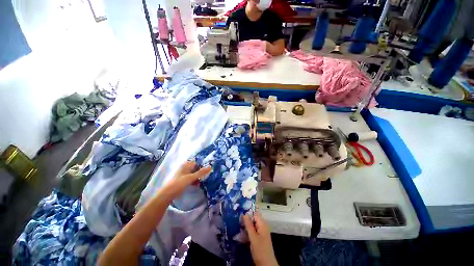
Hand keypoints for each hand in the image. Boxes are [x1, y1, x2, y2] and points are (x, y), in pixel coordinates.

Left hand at [164, 161, 210, 198]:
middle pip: (196, 168)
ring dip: (199, 177)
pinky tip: (198, 184)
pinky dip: (195, 180)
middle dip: (202, 171)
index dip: (203, 164)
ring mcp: (184, 174)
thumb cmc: (179, 183)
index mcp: (186, 165)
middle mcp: (185, 168)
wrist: (167, 194)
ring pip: (194, 173)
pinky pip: (191, 178)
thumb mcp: (191, 178)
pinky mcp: (183, 180)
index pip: (197, 162)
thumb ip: (201, 172)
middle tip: (209, 174)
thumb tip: (211, 166)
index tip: (210, 166)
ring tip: (204, 180)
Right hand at [243, 212, 278, 265]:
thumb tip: (244, 214)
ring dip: (246, 227)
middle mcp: (263, 226)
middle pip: (253, 220)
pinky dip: (248, 233)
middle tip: (238, 223)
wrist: (266, 264)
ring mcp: (261, 232)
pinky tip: (241, 236)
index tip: (239, 216)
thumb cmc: (260, 250)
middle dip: (246, 221)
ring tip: (238, 229)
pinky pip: (253, 232)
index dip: (247, 214)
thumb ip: (249, 225)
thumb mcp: (253, 237)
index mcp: (263, 224)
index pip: (254, 214)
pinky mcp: (259, 238)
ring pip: (252, 226)